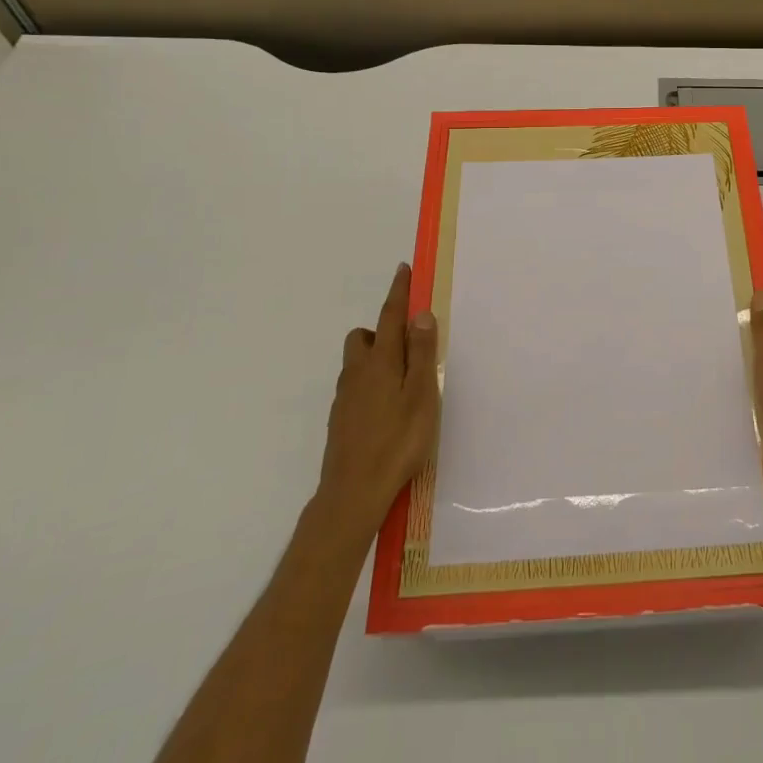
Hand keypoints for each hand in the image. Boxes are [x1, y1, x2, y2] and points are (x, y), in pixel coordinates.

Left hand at [315, 263, 440, 541]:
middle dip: (383, 329)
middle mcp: (358, 372)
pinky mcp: (341, 418)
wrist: (352, 492)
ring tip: (403, 381)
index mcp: (381, 361)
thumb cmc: (397, 441)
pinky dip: (371, 382)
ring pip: (358, 361)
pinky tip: (387, 408)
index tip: (404, 269)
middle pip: (365, 336)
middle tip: (409, 346)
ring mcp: (345, 396)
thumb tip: (420, 314)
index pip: (391, 316)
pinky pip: (356, 385)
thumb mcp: (421, 395)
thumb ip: (421, 353)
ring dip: (376, 357)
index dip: (399, 291)